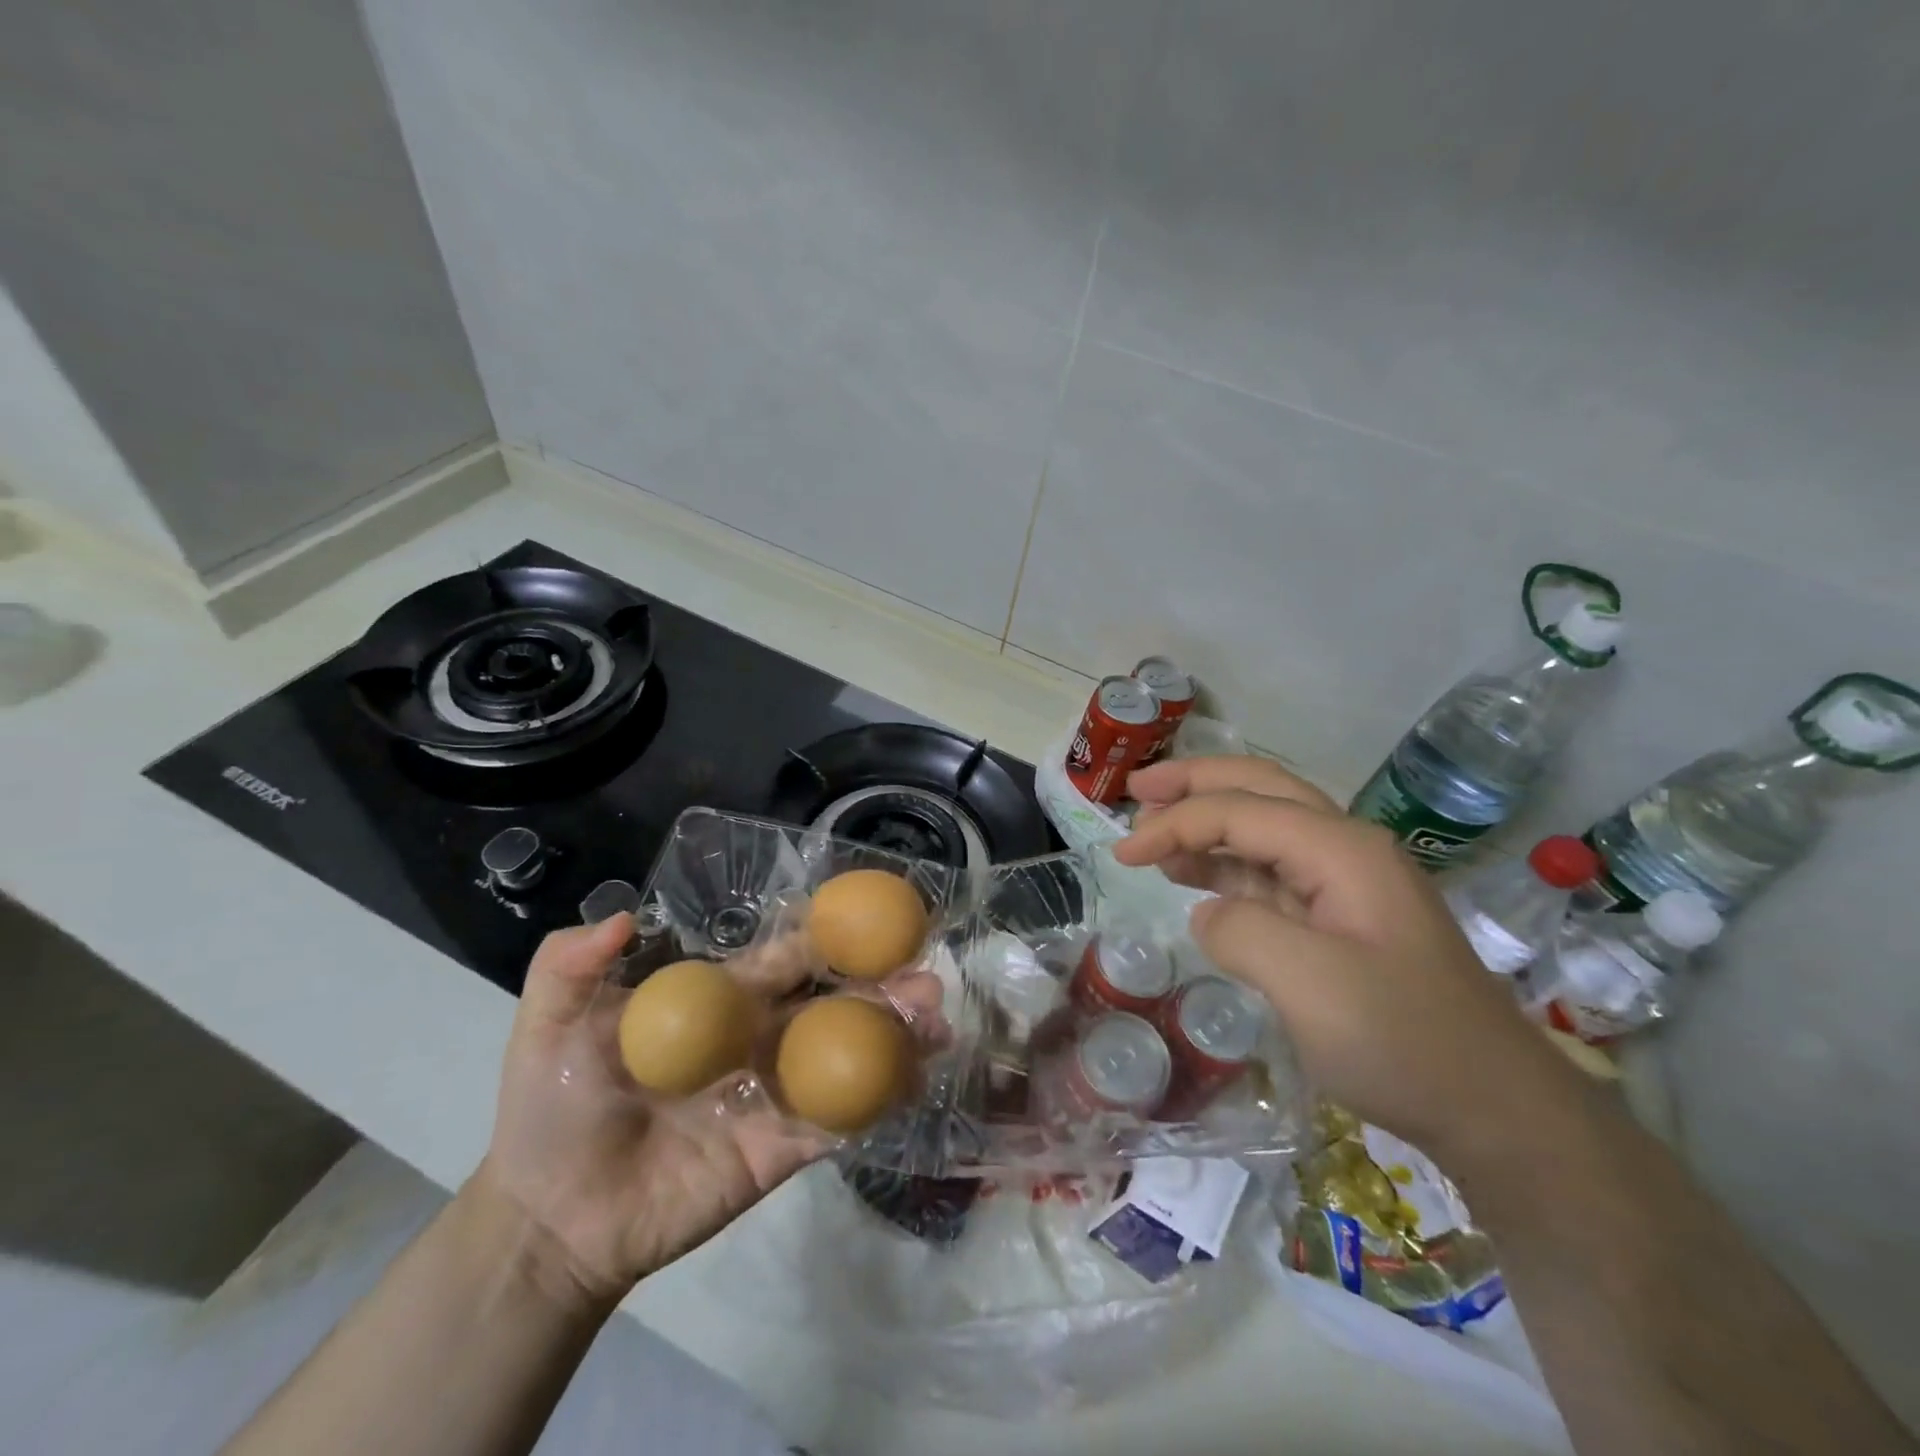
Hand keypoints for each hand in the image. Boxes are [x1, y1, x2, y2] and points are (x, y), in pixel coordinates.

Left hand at [473, 916, 940, 1307]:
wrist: (551, 1218)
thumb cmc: (553, 1109)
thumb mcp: (546, 1027)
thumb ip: (569, 966)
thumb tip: (622, 913)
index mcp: (720, 1005)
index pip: (782, 961)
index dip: (824, 938)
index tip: (872, 915)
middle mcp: (758, 1041)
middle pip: (830, 1004)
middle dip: (880, 986)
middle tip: (928, 976)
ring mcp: (774, 1095)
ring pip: (845, 1057)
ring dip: (894, 1038)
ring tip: (938, 1022)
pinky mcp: (779, 1150)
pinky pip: (836, 1122)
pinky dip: (878, 1102)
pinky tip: (917, 1082)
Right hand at [1114, 756, 1582, 1161]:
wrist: (1496, 1110)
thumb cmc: (1402, 1041)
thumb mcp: (1308, 984)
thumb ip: (1240, 930)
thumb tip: (1208, 914)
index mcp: (1340, 848)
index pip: (1238, 811)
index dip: (1174, 823)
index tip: (1123, 854)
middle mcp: (1345, 849)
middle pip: (1259, 789)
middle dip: (1194, 782)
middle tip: (1137, 789)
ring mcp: (1347, 883)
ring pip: (1265, 828)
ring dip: (1208, 823)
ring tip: (1154, 836)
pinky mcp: (1343, 919)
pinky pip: (1273, 872)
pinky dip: (1228, 865)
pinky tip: (1198, 878)